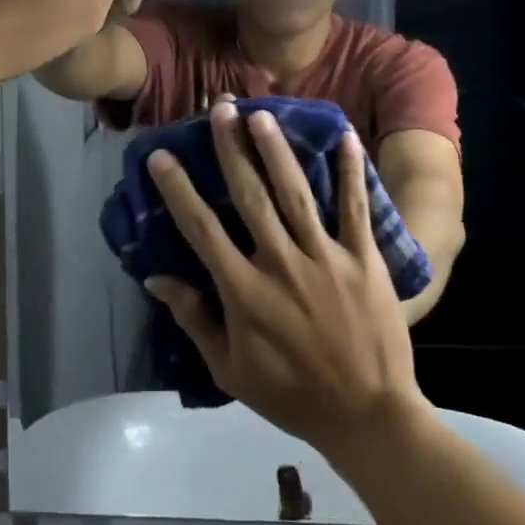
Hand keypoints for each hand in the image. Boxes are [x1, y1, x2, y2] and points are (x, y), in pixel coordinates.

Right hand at [144, 102, 430, 456]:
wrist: (367, 415)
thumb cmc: (292, 396)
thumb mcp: (230, 370)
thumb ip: (195, 319)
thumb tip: (156, 279)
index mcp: (244, 292)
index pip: (202, 230)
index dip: (179, 190)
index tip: (161, 156)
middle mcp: (281, 264)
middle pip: (250, 197)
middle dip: (232, 149)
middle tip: (220, 109)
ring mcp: (325, 257)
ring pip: (296, 193)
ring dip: (277, 151)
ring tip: (263, 114)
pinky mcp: (364, 259)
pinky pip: (355, 208)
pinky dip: (351, 171)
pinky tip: (346, 136)